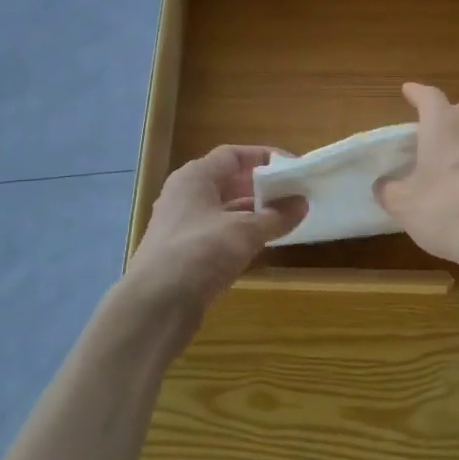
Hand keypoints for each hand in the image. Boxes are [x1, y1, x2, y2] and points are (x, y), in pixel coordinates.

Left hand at [126, 146, 303, 313]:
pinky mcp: (184, 253)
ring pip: (223, 209)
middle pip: (227, 181)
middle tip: (292, 193)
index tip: (292, 167)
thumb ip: (276, 216)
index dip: (263, 157)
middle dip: (260, 186)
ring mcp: (182, 226)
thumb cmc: (200, 252)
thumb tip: (302, 203)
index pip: (232, 155)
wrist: (156, 304)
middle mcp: (185, 195)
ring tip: (285, 218)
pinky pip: (218, 233)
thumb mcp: (245, 231)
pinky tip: (262, 244)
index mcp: (195, 177)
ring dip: (252, 212)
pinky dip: (240, 234)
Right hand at [375, 83, 458, 277]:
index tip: (408, 91)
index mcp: (444, 128)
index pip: (430, 97)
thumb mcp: (405, 206)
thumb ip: (390, 191)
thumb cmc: (449, 212)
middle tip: (431, 129)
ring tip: (450, 160)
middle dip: (446, 113)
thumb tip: (384, 184)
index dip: (417, 93)